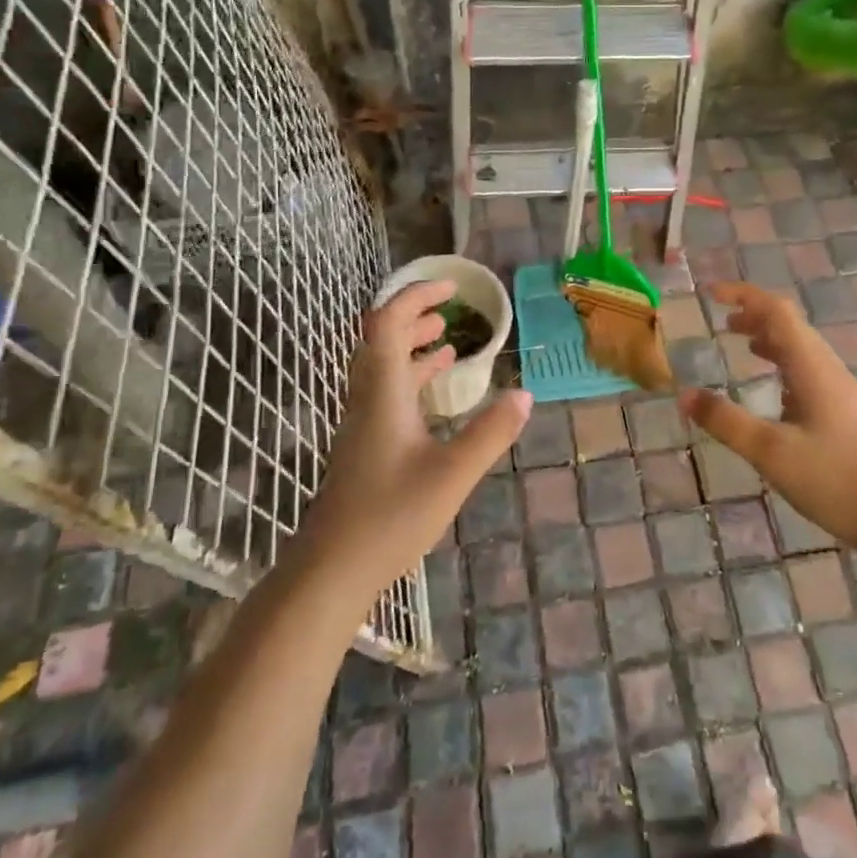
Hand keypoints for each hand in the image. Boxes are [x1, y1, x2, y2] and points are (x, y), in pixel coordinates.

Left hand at [305, 279, 531, 602]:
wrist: (332, 569)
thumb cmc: (391, 516)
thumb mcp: (452, 474)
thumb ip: (490, 433)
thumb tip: (524, 395)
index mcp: (382, 392)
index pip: (387, 323)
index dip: (415, 297)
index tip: (450, 288)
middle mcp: (367, 399)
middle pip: (381, 340)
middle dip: (415, 317)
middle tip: (451, 311)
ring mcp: (362, 424)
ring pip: (383, 369)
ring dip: (412, 348)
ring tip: (446, 342)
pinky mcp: (365, 446)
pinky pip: (387, 394)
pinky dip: (411, 380)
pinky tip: (434, 396)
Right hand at [680, 281, 856, 553]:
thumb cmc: (836, 479)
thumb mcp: (771, 452)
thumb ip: (726, 421)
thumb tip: (684, 394)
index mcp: (812, 368)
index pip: (777, 311)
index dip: (744, 295)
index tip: (711, 293)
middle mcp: (829, 371)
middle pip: (791, 327)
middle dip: (756, 317)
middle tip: (724, 324)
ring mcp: (844, 393)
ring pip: (803, 351)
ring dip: (772, 341)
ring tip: (744, 348)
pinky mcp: (849, 415)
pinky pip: (811, 374)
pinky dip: (785, 368)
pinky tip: (777, 395)